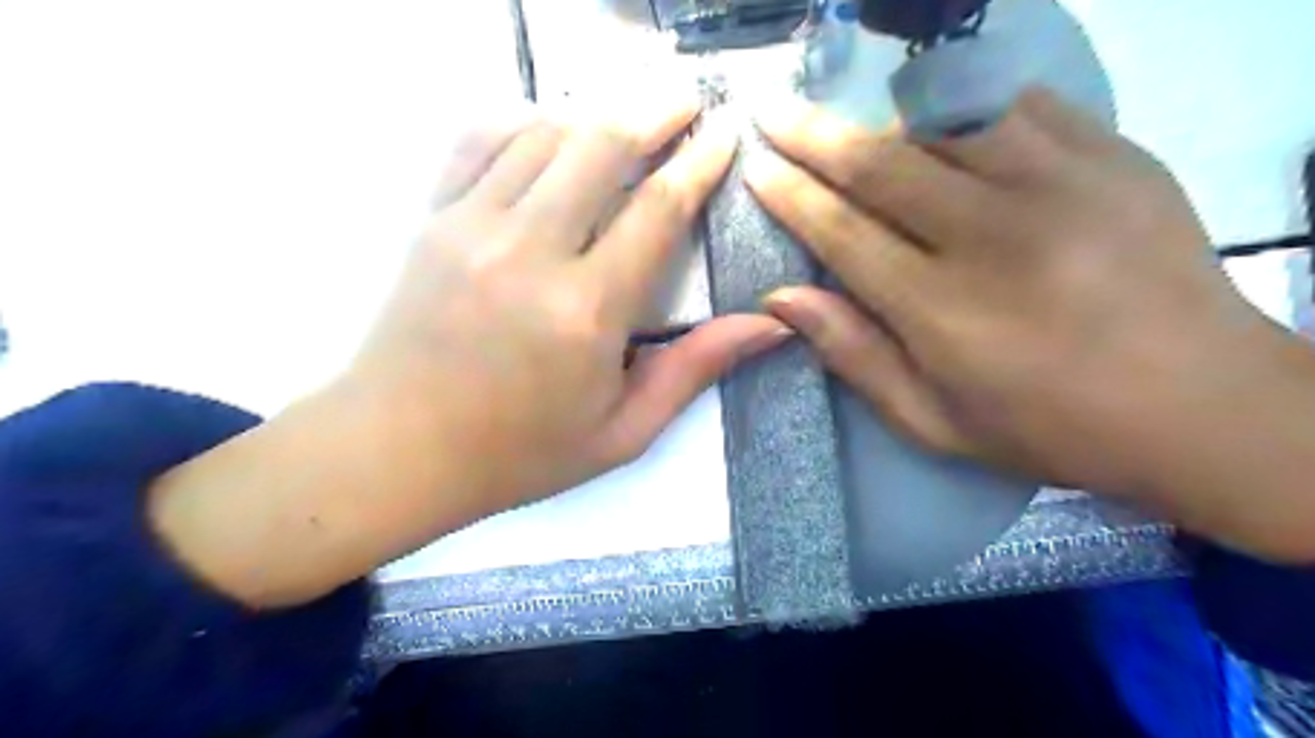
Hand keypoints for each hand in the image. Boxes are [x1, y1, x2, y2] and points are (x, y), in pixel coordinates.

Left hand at [153, 102, 788, 604]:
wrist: (397, 453)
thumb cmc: (519, 453)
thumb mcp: (623, 431)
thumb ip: (694, 369)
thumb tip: (769, 324)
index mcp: (586, 312)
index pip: (658, 211)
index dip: (698, 164)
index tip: (723, 135)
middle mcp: (530, 253)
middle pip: (601, 147)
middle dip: (653, 111)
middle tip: (685, 98)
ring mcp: (472, 228)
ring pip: (543, 133)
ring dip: (594, 115)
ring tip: (626, 115)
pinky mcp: (431, 222)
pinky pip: (478, 141)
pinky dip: (521, 121)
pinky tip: (547, 128)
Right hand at [744, 87, 1314, 558]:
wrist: (1204, 404)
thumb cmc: (1050, 426)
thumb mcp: (934, 421)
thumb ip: (855, 355)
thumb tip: (783, 297)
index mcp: (943, 309)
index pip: (843, 233)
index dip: (792, 197)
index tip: (758, 170)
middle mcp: (992, 235)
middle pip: (881, 165)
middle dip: (815, 136)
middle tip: (775, 114)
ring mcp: (1059, 184)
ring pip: (943, 123)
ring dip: (884, 123)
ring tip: (853, 130)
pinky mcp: (1111, 156)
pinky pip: (1015, 106)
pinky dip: (962, 107)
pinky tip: (939, 121)